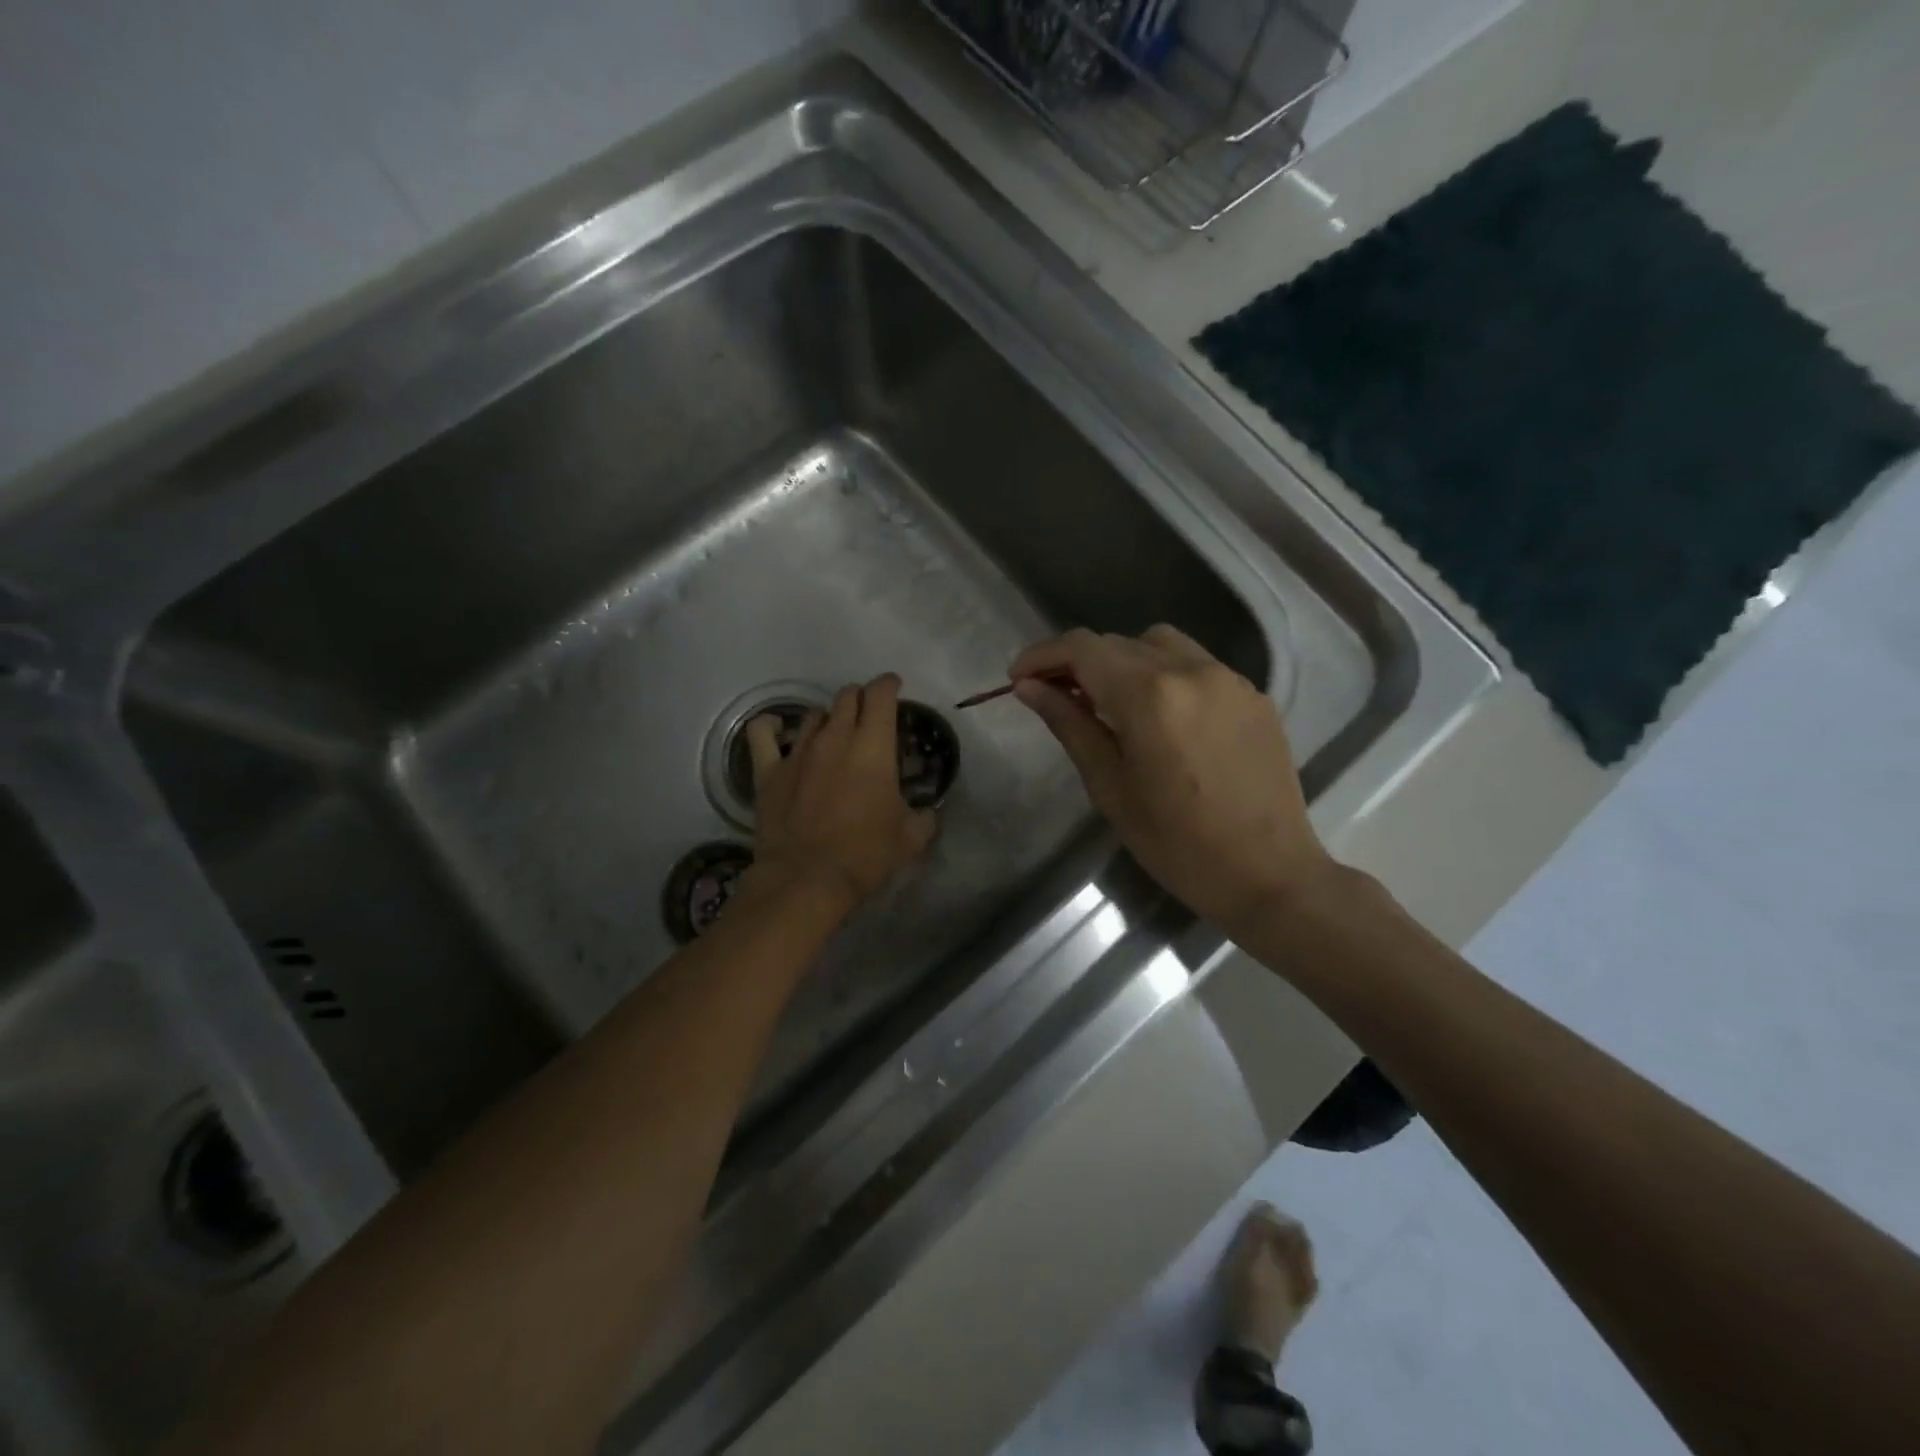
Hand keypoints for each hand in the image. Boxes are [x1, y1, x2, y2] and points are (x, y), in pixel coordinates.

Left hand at [745, 673, 935, 914]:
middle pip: (847, 697)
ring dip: (828, 718)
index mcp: (873, 746)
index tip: (894, 687)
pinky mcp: (769, 770)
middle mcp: (836, 738)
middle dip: (861, 698)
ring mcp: (798, 751)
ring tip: (833, 733)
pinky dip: (770, 726)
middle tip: (868, 716)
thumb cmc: (864, 854)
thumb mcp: (910, 839)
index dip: (889, 684)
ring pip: (814, 714)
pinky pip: (762, 733)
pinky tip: (776, 728)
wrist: (806, 878)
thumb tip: (928, 812)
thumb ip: (924, 818)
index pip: (881, 695)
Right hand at [1010, 626, 1332, 932]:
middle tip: (1055, 696)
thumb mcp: (1110, 787)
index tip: (1018, 678)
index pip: (1083, 648)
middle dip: (1078, 662)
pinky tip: (1162, 717)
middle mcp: (1191, 670)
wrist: (1269, 875)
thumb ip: (1070, 725)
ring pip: (1160, 644)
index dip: (1043, 655)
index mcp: (1150, 695)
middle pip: (1118, 643)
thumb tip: (1029, 687)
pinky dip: (1165, 675)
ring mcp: (1230, 679)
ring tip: (1110, 702)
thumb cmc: (1177, 843)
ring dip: (1124, 661)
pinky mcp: (1254, 696)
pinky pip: (1197, 665)